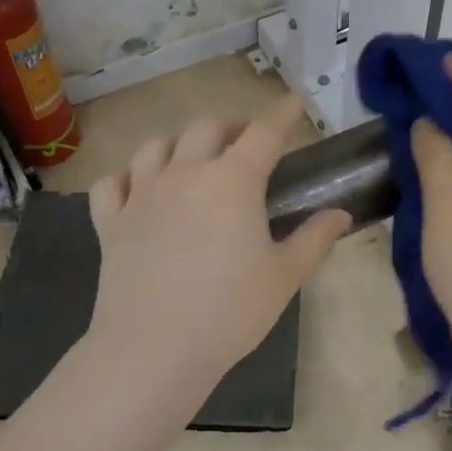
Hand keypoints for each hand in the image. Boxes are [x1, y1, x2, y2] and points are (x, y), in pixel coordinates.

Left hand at [87, 94, 350, 392]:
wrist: (154, 348)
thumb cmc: (229, 311)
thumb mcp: (284, 277)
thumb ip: (314, 239)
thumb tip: (341, 215)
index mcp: (232, 181)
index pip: (263, 133)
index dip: (281, 114)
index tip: (292, 102)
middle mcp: (184, 174)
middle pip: (206, 129)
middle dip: (230, 126)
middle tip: (245, 140)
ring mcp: (141, 195)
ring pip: (155, 146)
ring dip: (177, 142)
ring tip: (191, 155)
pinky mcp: (110, 221)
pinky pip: (112, 183)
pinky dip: (126, 178)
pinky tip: (136, 188)